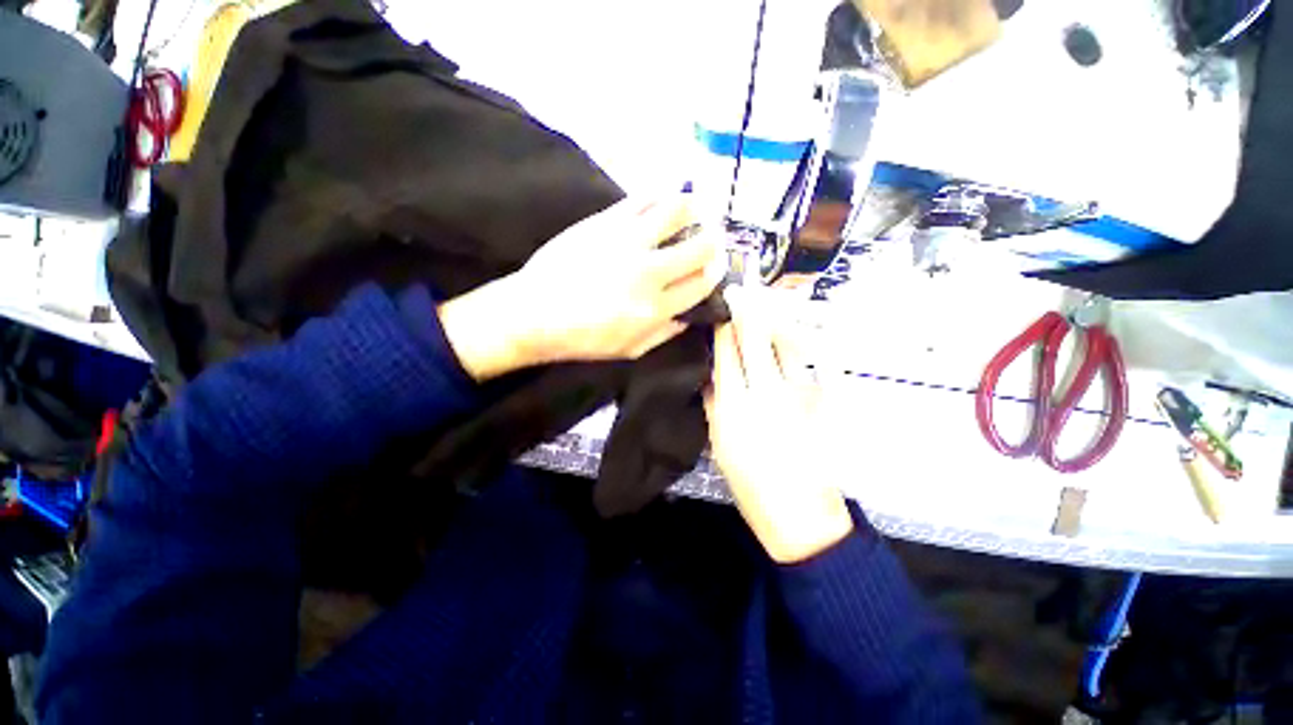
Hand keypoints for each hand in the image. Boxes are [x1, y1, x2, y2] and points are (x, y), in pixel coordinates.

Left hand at [439, 196, 723, 380]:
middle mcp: (649, 272)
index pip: (701, 284)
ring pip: (677, 212)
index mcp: (656, 308)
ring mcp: (628, 242)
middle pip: (699, 248)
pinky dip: (662, 193)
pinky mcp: (606, 222)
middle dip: (713, 242)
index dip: (714, 274)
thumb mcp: (629, 350)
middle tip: (712, 237)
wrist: (535, 314)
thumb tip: (687, 316)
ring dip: (695, 208)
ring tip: (698, 207)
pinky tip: (667, 195)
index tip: (715, 267)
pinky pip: (643, 198)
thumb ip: (664, 334)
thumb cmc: (583, 339)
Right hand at [704, 287, 854, 563]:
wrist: (800, 513)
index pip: (726, 353)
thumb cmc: (751, 483)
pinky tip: (791, 337)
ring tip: (766, 307)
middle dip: (747, 312)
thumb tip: (712, 373)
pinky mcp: (824, 401)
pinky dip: (798, 345)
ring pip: (787, 343)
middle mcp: (766, 392)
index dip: (723, 328)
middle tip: (742, 292)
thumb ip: (715, 403)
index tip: (721, 309)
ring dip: (775, 321)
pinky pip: (811, 362)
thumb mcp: (719, 444)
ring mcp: (800, 394)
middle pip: (756, 339)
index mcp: (735, 406)